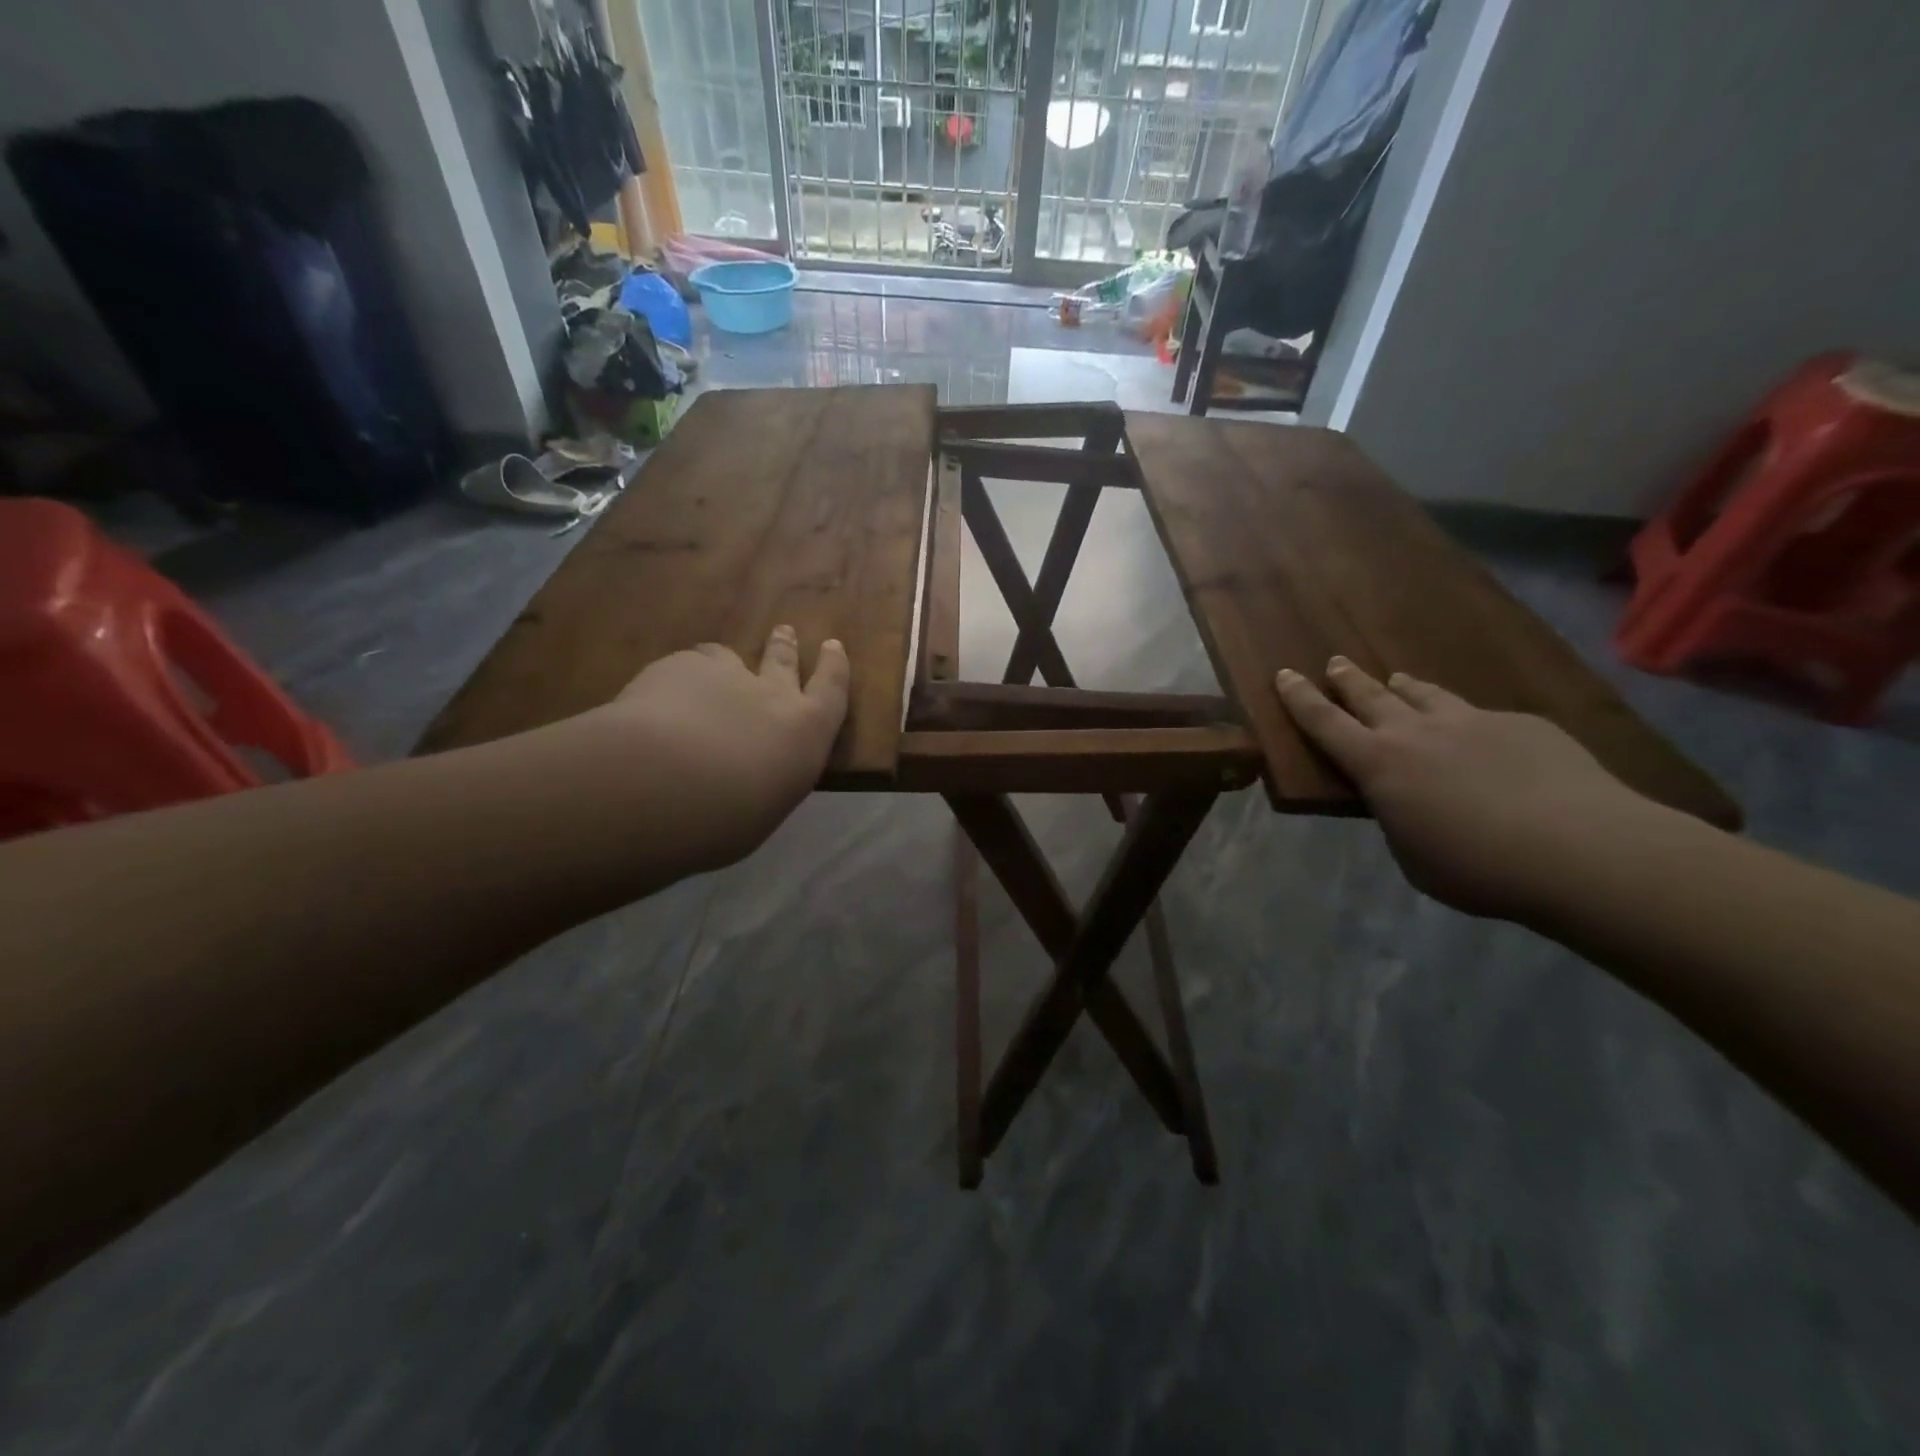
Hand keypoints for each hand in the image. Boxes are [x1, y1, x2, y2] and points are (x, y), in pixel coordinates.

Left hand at [575, 625, 849, 869]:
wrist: (664, 783)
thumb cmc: (726, 819)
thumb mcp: (763, 810)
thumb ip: (764, 781)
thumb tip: (749, 778)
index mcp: (805, 732)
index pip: (832, 690)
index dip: (834, 666)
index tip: (834, 645)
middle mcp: (771, 695)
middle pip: (783, 661)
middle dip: (786, 646)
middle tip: (784, 631)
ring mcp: (725, 675)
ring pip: (728, 658)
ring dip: (726, 663)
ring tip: (713, 669)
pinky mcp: (679, 667)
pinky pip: (684, 667)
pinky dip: (678, 679)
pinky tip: (660, 698)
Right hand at [1274, 657, 1664, 921]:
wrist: (1581, 851)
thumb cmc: (1476, 867)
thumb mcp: (1412, 854)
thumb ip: (1398, 819)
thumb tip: (1405, 802)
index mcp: (1378, 764)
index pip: (1324, 722)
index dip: (1299, 698)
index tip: (1284, 675)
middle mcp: (1416, 731)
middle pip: (1370, 695)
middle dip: (1346, 679)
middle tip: (1334, 663)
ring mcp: (1471, 721)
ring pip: (1425, 694)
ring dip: (1404, 687)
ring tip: (1396, 680)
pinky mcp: (1522, 725)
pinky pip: (1480, 715)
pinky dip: (1463, 719)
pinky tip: (1477, 734)